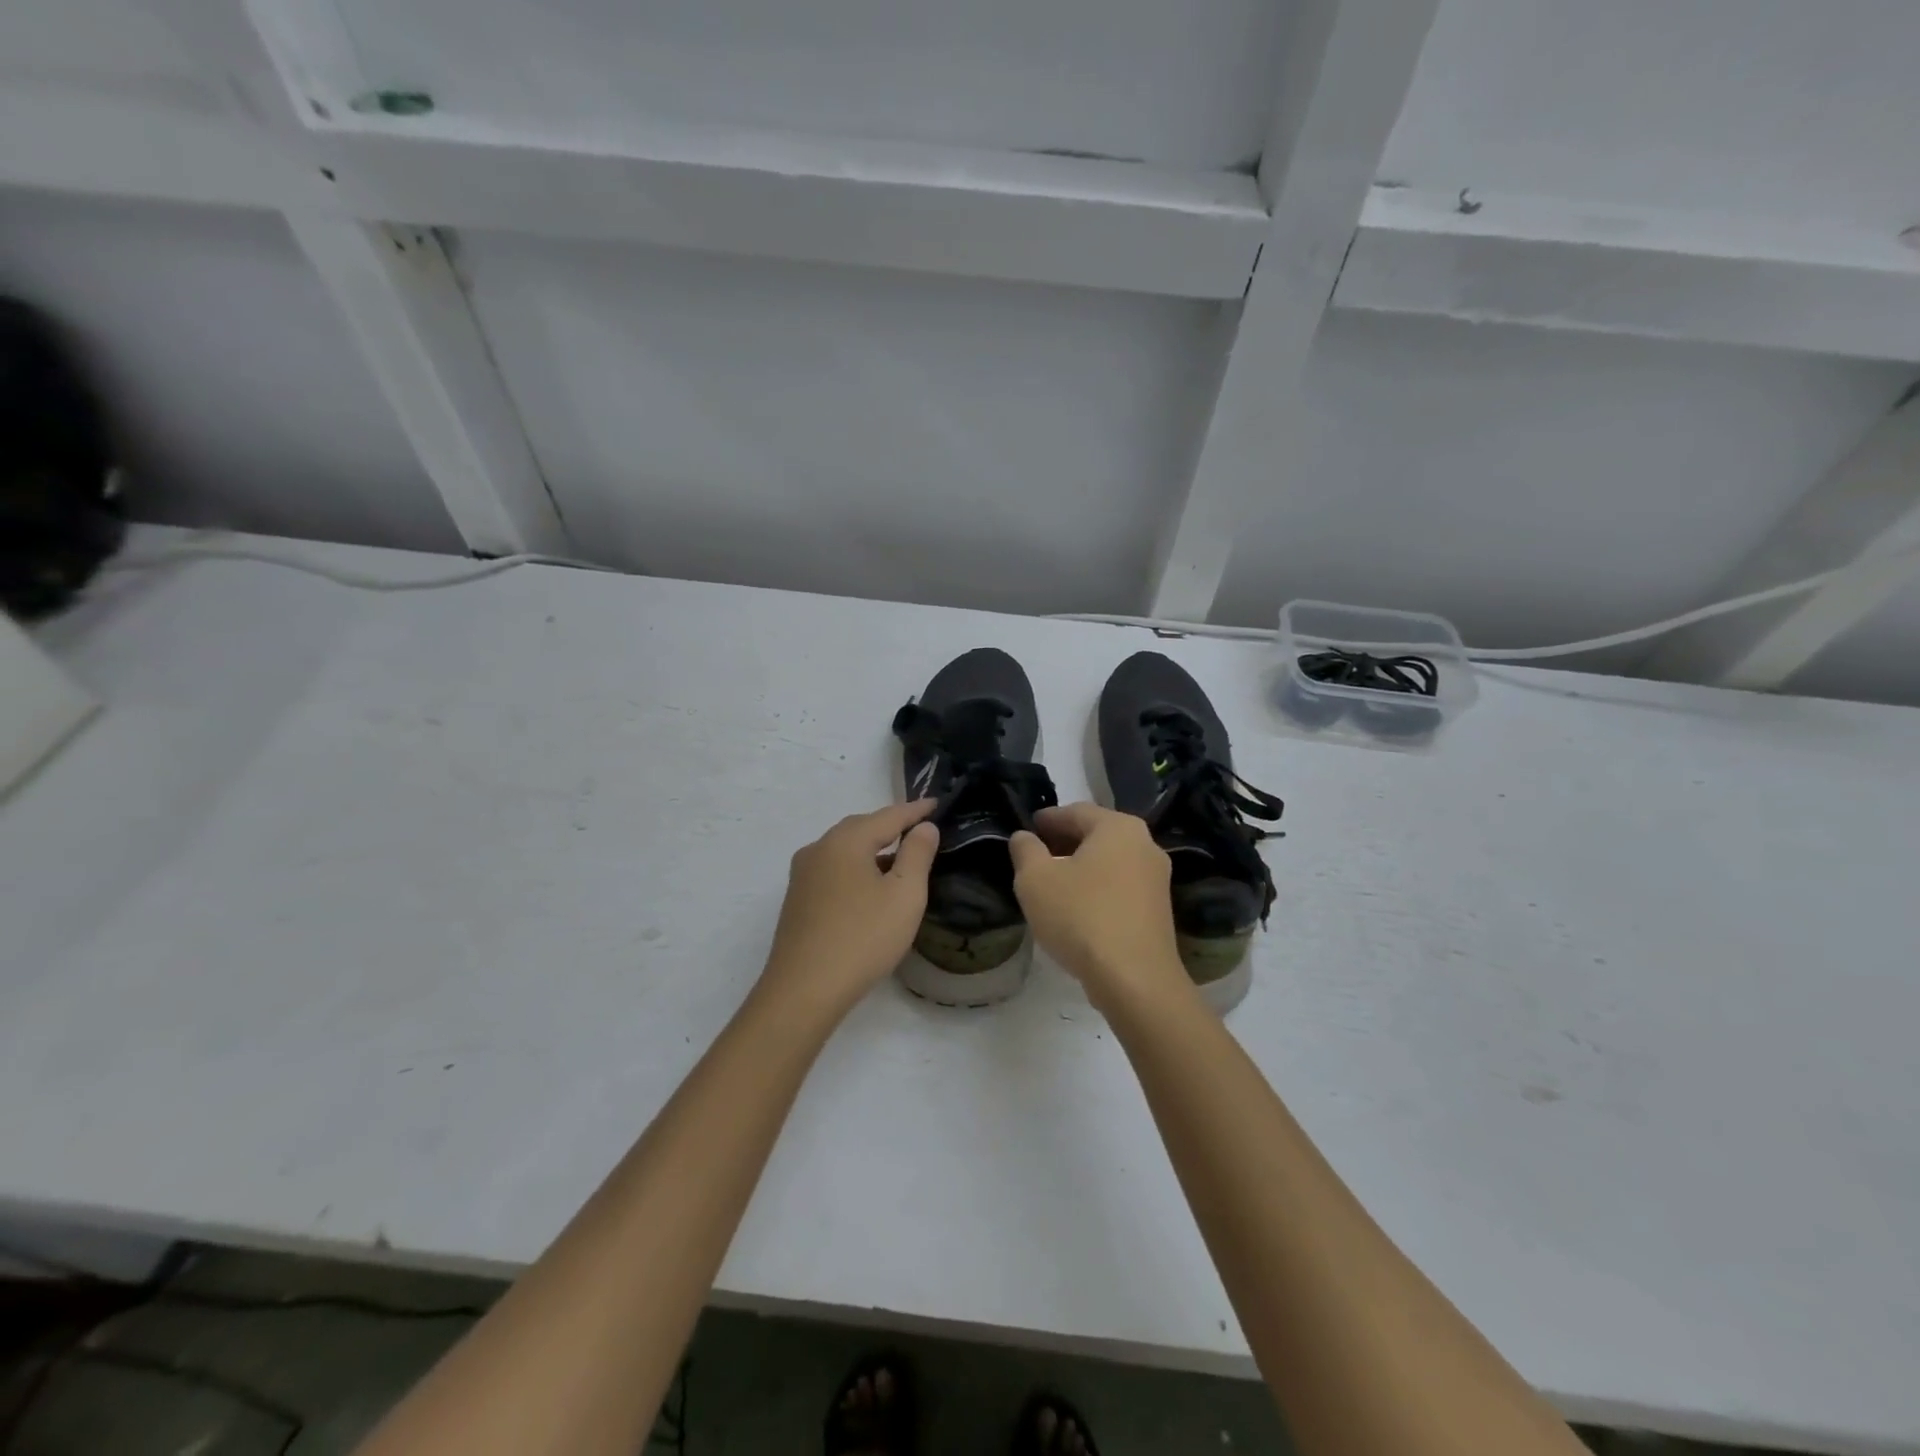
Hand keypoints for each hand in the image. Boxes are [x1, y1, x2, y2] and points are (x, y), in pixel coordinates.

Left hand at [760, 799, 940, 1016]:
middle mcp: (819, 848)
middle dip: (891, 826)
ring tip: (900, 858)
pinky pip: (834, 869)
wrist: (803, 990)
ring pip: (845, 849)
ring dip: (873, 849)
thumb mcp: (904, 895)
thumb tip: (923, 827)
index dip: (915, 810)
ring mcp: (803, 875)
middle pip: (861, 827)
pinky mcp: (798, 899)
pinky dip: (856, 867)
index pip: (888, 816)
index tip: (936, 803)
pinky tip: (870, 886)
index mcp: (845, 841)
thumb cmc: (862, 938)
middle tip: (919, 828)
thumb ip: (917, 854)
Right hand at [1010, 803, 1190, 1010]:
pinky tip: (1077, 907)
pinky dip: (1098, 887)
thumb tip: (1024, 837)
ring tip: (1052, 883)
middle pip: (1096, 834)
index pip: (1075, 811)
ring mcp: (1157, 878)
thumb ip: (1025, 850)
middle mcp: (1145, 844)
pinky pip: (1121, 886)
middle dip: (1064, 841)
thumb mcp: (1035, 880)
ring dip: (1081, 866)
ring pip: (1110, 861)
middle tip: (1035, 854)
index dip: (1046, 819)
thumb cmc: (1081, 918)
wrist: (1135, 980)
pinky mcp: (1159, 909)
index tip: (1027, 829)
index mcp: (1118, 827)